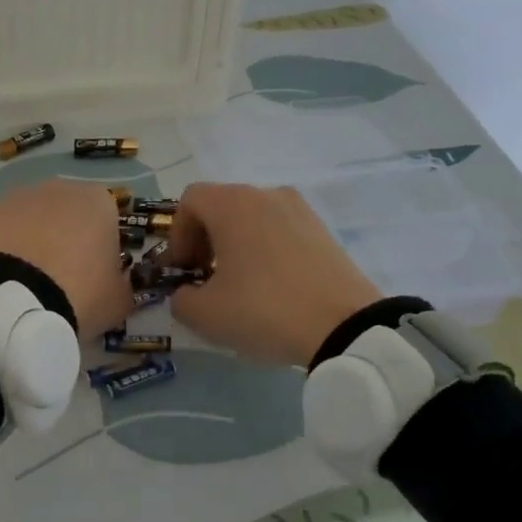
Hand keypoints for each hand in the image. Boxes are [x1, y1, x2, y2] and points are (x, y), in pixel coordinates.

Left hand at [0, 179, 132, 338]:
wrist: (14, 302)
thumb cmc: (80, 294)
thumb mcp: (119, 300)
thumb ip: (124, 284)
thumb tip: (119, 281)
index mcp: (99, 201)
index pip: (109, 219)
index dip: (104, 247)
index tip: (98, 274)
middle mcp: (60, 188)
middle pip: (70, 212)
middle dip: (68, 237)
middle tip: (64, 276)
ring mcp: (19, 198)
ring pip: (35, 218)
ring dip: (36, 239)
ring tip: (31, 279)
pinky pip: (5, 231)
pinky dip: (7, 247)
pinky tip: (6, 276)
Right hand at [164, 184, 381, 367]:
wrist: (345, 326)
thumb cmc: (264, 310)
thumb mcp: (205, 314)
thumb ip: (180, 299)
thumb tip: (186, 293)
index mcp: (233, 204)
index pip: (190, 201)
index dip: (177, 235)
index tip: (183, 270)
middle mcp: (266, 194)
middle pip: (221, 206)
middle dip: (205, 240)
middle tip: (205, 279)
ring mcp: (299, 209)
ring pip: (252, 218)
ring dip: (236, 245)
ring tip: (240, 285)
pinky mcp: (323, 230)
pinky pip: (280, 230)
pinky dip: (265, 249)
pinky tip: (272, 287)